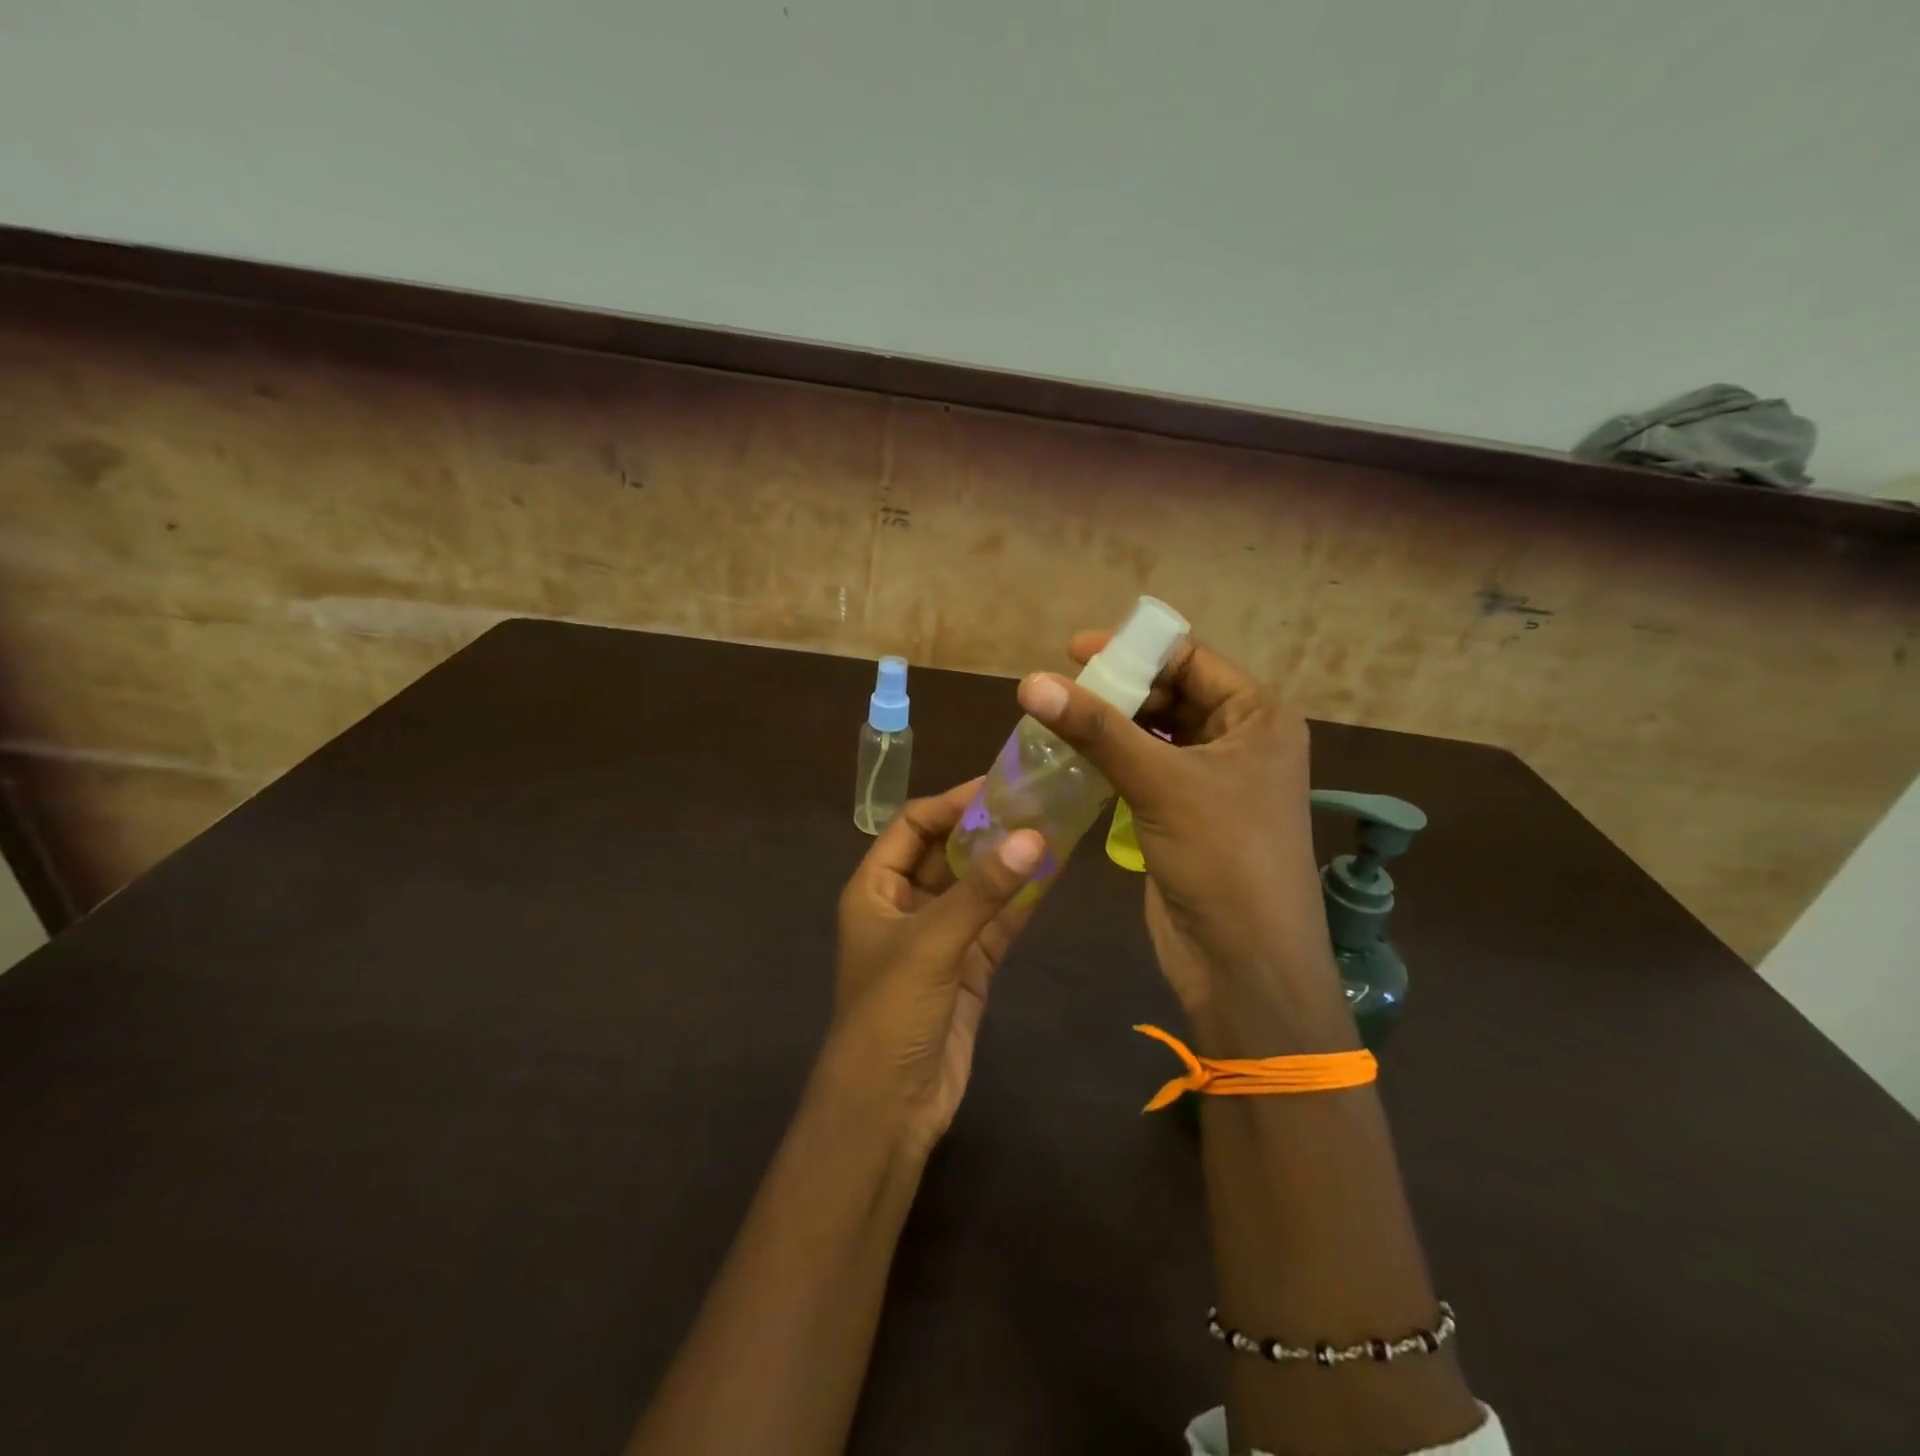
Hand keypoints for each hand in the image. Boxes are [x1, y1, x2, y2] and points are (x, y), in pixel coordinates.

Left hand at [825, 779, 1045, 1152]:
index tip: (1000, 785)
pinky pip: (997, 921)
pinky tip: (1054, 874)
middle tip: (1037, 800)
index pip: (913, 825)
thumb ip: (983, 891)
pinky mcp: (969, 967)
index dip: (952, 802)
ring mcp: (939, 936)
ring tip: (1054, 826)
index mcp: (875, 888)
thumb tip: (1034, 835)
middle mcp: (905, 904)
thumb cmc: (891, 1012)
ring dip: (1009, 862)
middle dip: (987, 827)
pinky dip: (1022, 900)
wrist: (890, 1108)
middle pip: (948, 851)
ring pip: (977, 886)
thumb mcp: (931, 943)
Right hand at [1015, 630, 1353, 1052]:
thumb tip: (1030, 682)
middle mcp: (1241, 741)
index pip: (1191, 659)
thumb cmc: (1223, 859)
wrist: (1245, 965)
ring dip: (1110, 727)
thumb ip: (1096, 729)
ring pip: (1154, 734)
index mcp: (1258, 717)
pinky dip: (1112, 762)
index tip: (1072, 651)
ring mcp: (1213, 781)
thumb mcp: (1161, 783)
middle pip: (1170, 694)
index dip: (1133, 650)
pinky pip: (1145, 770)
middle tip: (1057, 690)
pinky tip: (1073, 760)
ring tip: (1056, 720)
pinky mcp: (1186, 815)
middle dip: (1117, 690)